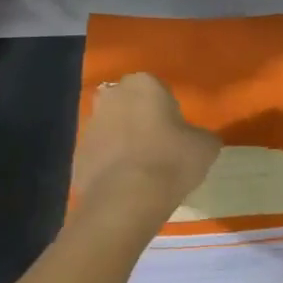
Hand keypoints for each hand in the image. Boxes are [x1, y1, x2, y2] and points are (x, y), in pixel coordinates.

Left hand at [70, 73, 220, 236]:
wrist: (127, 199)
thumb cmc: (171, 160)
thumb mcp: (205, 146)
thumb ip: (201, 136)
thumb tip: (198, 140)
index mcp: (144, 84)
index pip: (158, 89)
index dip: (168, 110)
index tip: (176, 131)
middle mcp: (112, 96)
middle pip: (128, 104)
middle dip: (139, 119)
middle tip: (158, 146)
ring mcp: (90, 125)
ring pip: (110, 128)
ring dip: (122, 141)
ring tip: (141, 169)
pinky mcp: (76, 155)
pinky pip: (98, 155)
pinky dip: (108, 165)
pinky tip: (124, 185)